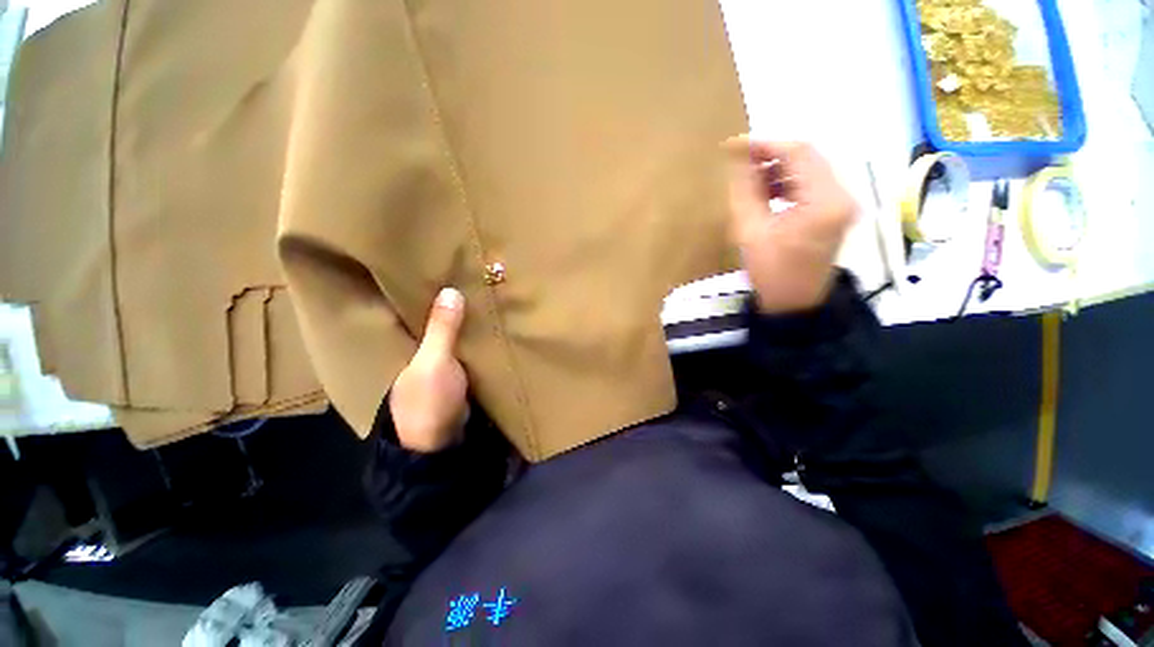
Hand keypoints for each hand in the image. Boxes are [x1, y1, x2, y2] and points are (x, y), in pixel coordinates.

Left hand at [389, 288, 469, 452]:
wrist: (443, 440)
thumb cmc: (428, 399)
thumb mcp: (435, 361)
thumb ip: (442, 328)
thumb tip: (450, 290)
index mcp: (401, 345)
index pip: (406, 309)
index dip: (416, 289)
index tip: (431, 266)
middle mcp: (416, 348)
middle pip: (430, 318)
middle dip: (444, 301)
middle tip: (462, 274)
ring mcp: (435, 360)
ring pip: (447, 332)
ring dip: (459, 317)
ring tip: (475, 291)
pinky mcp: (453, 369)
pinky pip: (460, 345)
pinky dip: (468, 334)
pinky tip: (481, 320)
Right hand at [725, 137, 857, 313]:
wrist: (794, 302)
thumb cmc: (771, 271)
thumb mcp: (751, 231)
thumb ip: (745, 191)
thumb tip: (738, 160)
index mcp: (825, 200)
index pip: (799, 153)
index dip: (765, 145)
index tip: (735, 147)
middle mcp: (841, 195)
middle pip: (807, 158)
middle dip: (771, 156)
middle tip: (740, 162)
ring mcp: (840, 204)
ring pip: (808, 170)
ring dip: (778, 170)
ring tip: (749, 180)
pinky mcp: (833, 212)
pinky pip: (809, 186)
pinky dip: (786, 183)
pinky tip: (765, 193)